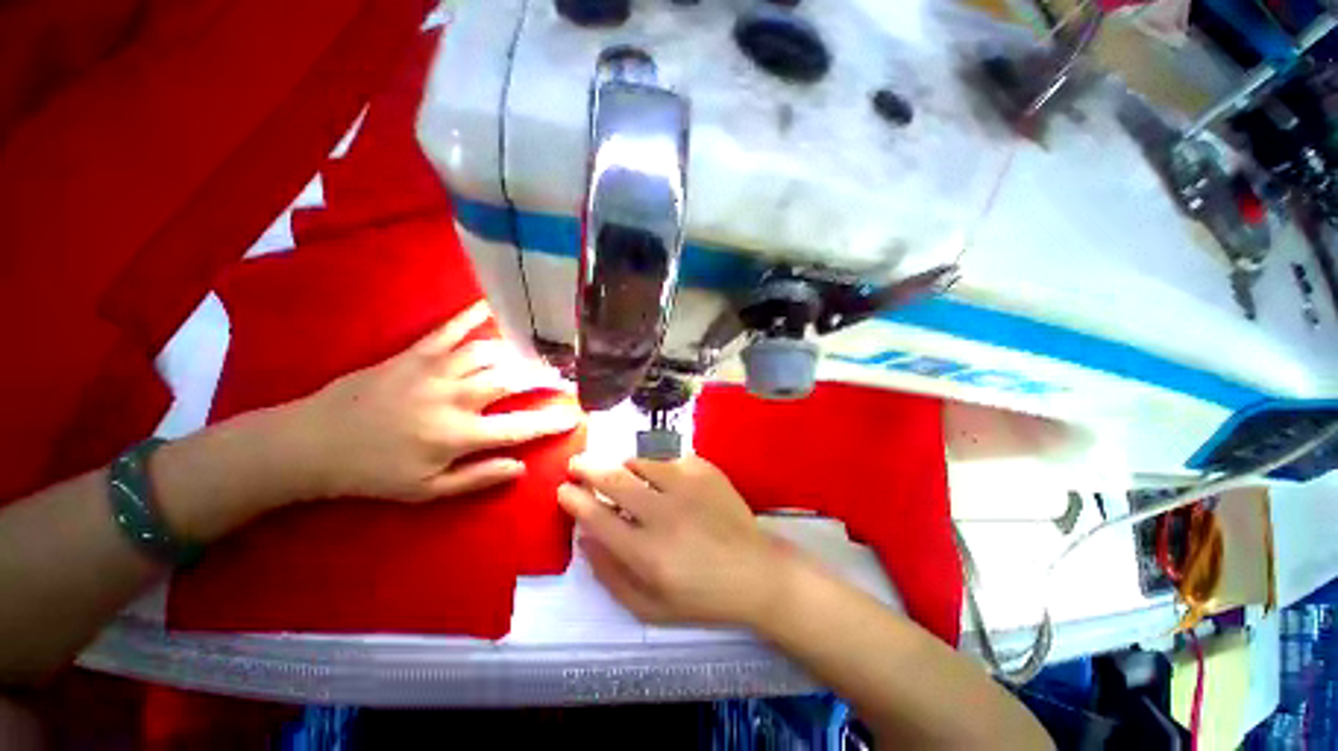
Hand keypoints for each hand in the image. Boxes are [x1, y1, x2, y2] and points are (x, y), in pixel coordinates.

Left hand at [288, 301, 581, 501]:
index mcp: (458, 435)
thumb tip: (520, 468)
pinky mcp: (415, 353)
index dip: (551, 421)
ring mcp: (435, 370)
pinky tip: (492, 305)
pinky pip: (450, 329)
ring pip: (489, 353)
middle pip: (512, 381)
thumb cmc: (374, 472)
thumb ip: (477, 478)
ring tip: (539, 353)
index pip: (519, 427)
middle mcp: (454, 397)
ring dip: (518, 352)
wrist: (313, 442)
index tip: (574, 415)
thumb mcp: (426, 491)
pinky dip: (472, 315)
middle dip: (545, 378)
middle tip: (565, 377)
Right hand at [557, 455, 788, 627]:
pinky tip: (661, 477)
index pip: (597, 517)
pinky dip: (657, 465)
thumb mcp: (650, 607)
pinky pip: (669, 457)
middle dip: (588, 468)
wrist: (754, 572)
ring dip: (624, 465)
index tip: (563, 490)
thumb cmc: (701, 596)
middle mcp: (664, 513)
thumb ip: (611, 576)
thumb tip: (585, 538)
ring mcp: (687, 486)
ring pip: (641, 461)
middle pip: (614, 479)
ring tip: (622, 471)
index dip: (574, 500)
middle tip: (576, 464)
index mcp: (647, 553)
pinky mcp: (706, 471)